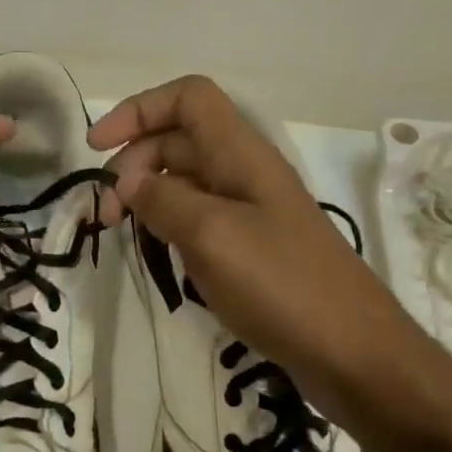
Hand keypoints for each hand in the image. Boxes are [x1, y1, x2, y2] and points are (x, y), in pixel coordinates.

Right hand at [89, 76, 384, 391]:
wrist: (353, 353)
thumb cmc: (282, 285)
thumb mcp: (212, 236)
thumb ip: (163, 200)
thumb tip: (129, 181)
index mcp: (241, 154)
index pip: (188, 98)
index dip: (139, 110)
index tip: (98, 148)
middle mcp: (244, 173)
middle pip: (178, 140)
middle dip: (133, 162)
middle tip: (108, 211)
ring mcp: (250, 212)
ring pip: (185, 181)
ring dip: (147, 195)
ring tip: (123, 231)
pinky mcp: (251, 248)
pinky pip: (198, 219)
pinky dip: (168, 225)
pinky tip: (157, 253)